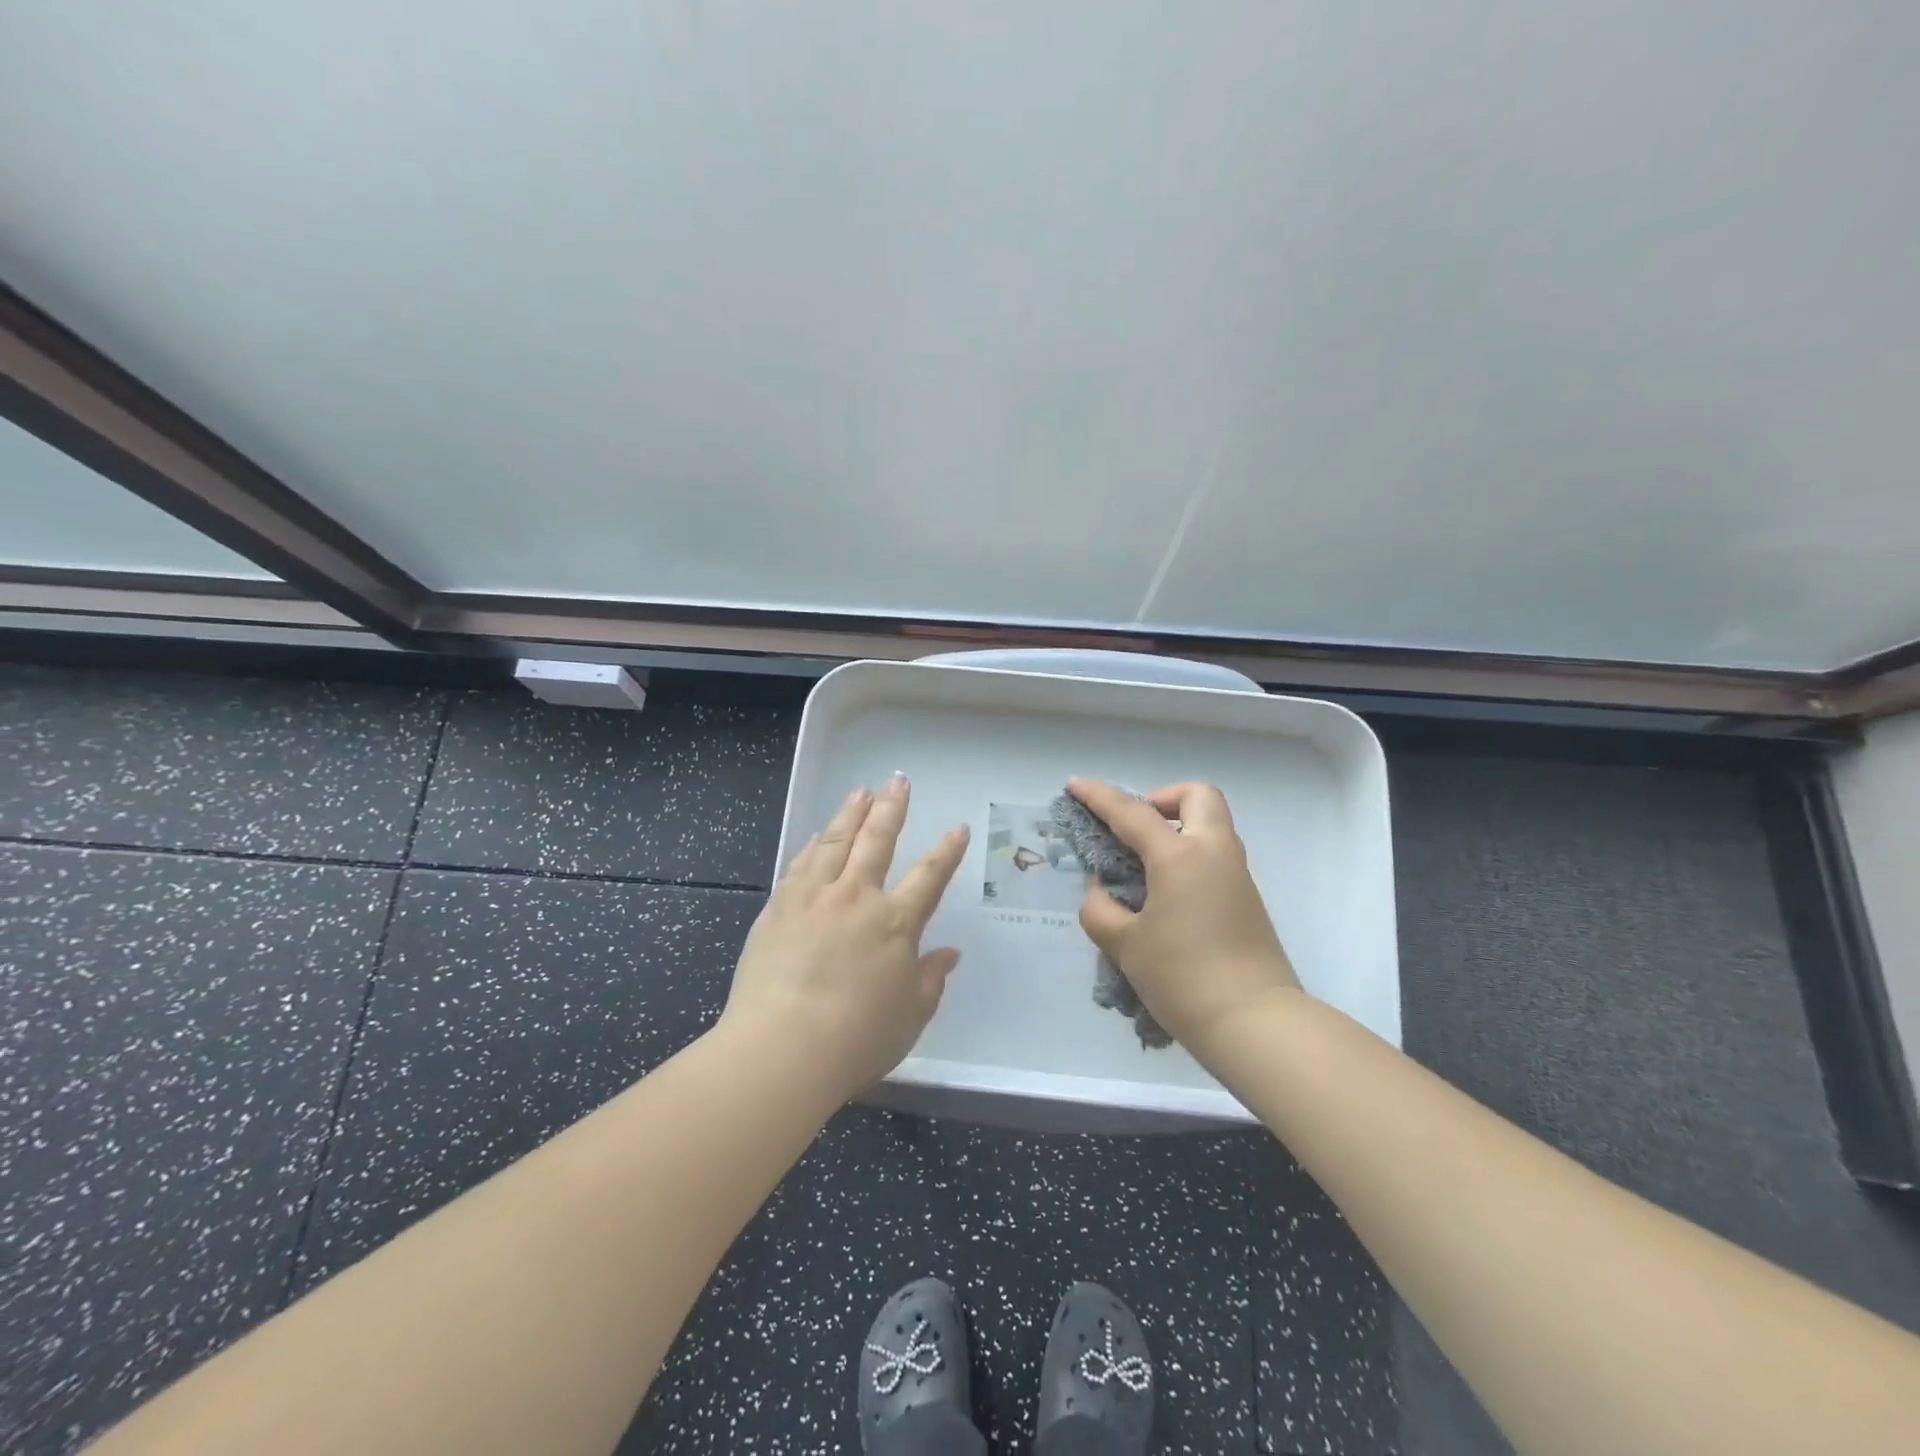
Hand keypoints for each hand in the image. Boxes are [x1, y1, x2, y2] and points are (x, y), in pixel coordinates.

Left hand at [720, 775, 969, 1102]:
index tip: (957, 828)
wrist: (782, 1048)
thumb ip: (931, 979)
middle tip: (899, 781)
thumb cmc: (856, 1039)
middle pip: (877, 840)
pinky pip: (800, 864)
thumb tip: (949, 953)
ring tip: (860, 791)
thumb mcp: (910, 1016)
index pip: (929, 876)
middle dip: (892, 808)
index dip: (947, 850)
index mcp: (896, 923)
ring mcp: (814, 897)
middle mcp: (857, 897)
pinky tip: (816, 835)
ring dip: (851, 814)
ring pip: (835, 842)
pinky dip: (812, 845)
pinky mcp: (779, 907)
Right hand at [1069, 778, 1300, 1055]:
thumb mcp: (1125, 945)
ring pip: (1211, 824)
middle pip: (1197, 796)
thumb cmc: (1183, 978)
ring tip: (1143, 864)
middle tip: (1135, 830)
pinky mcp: (1247, 899)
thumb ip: (1100, 909)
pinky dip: (1189, 854)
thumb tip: (1101, 891)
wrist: (1255, 1023)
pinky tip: (1165, 893)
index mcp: (1180, 857)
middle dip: (1163, 799)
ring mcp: (1237, 875)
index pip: (1132, 813)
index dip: (1099, 796)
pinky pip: (1215, 854)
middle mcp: (1214, 852)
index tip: (1074, 786)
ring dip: (1178, 827)